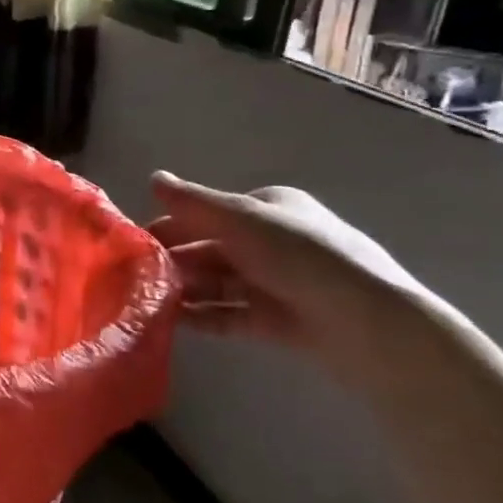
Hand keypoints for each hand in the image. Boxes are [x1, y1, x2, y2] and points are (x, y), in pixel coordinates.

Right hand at [148, 173, 435, 385]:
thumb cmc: (301, 257)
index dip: (171, 224)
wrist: (368, 325)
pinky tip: (172, 322)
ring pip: (216, 282)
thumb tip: (153, 177)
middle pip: (209, 248)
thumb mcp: (241, 219)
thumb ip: (193, 202)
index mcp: (268, 208)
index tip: (135, 244)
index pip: (208, 212)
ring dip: (184, 289)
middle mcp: (271, 241)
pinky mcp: (277, 320)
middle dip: (173, 260)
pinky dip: (202, 315)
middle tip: (134, 277)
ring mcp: (275, 282)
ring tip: (148, 301)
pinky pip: (229, 314)